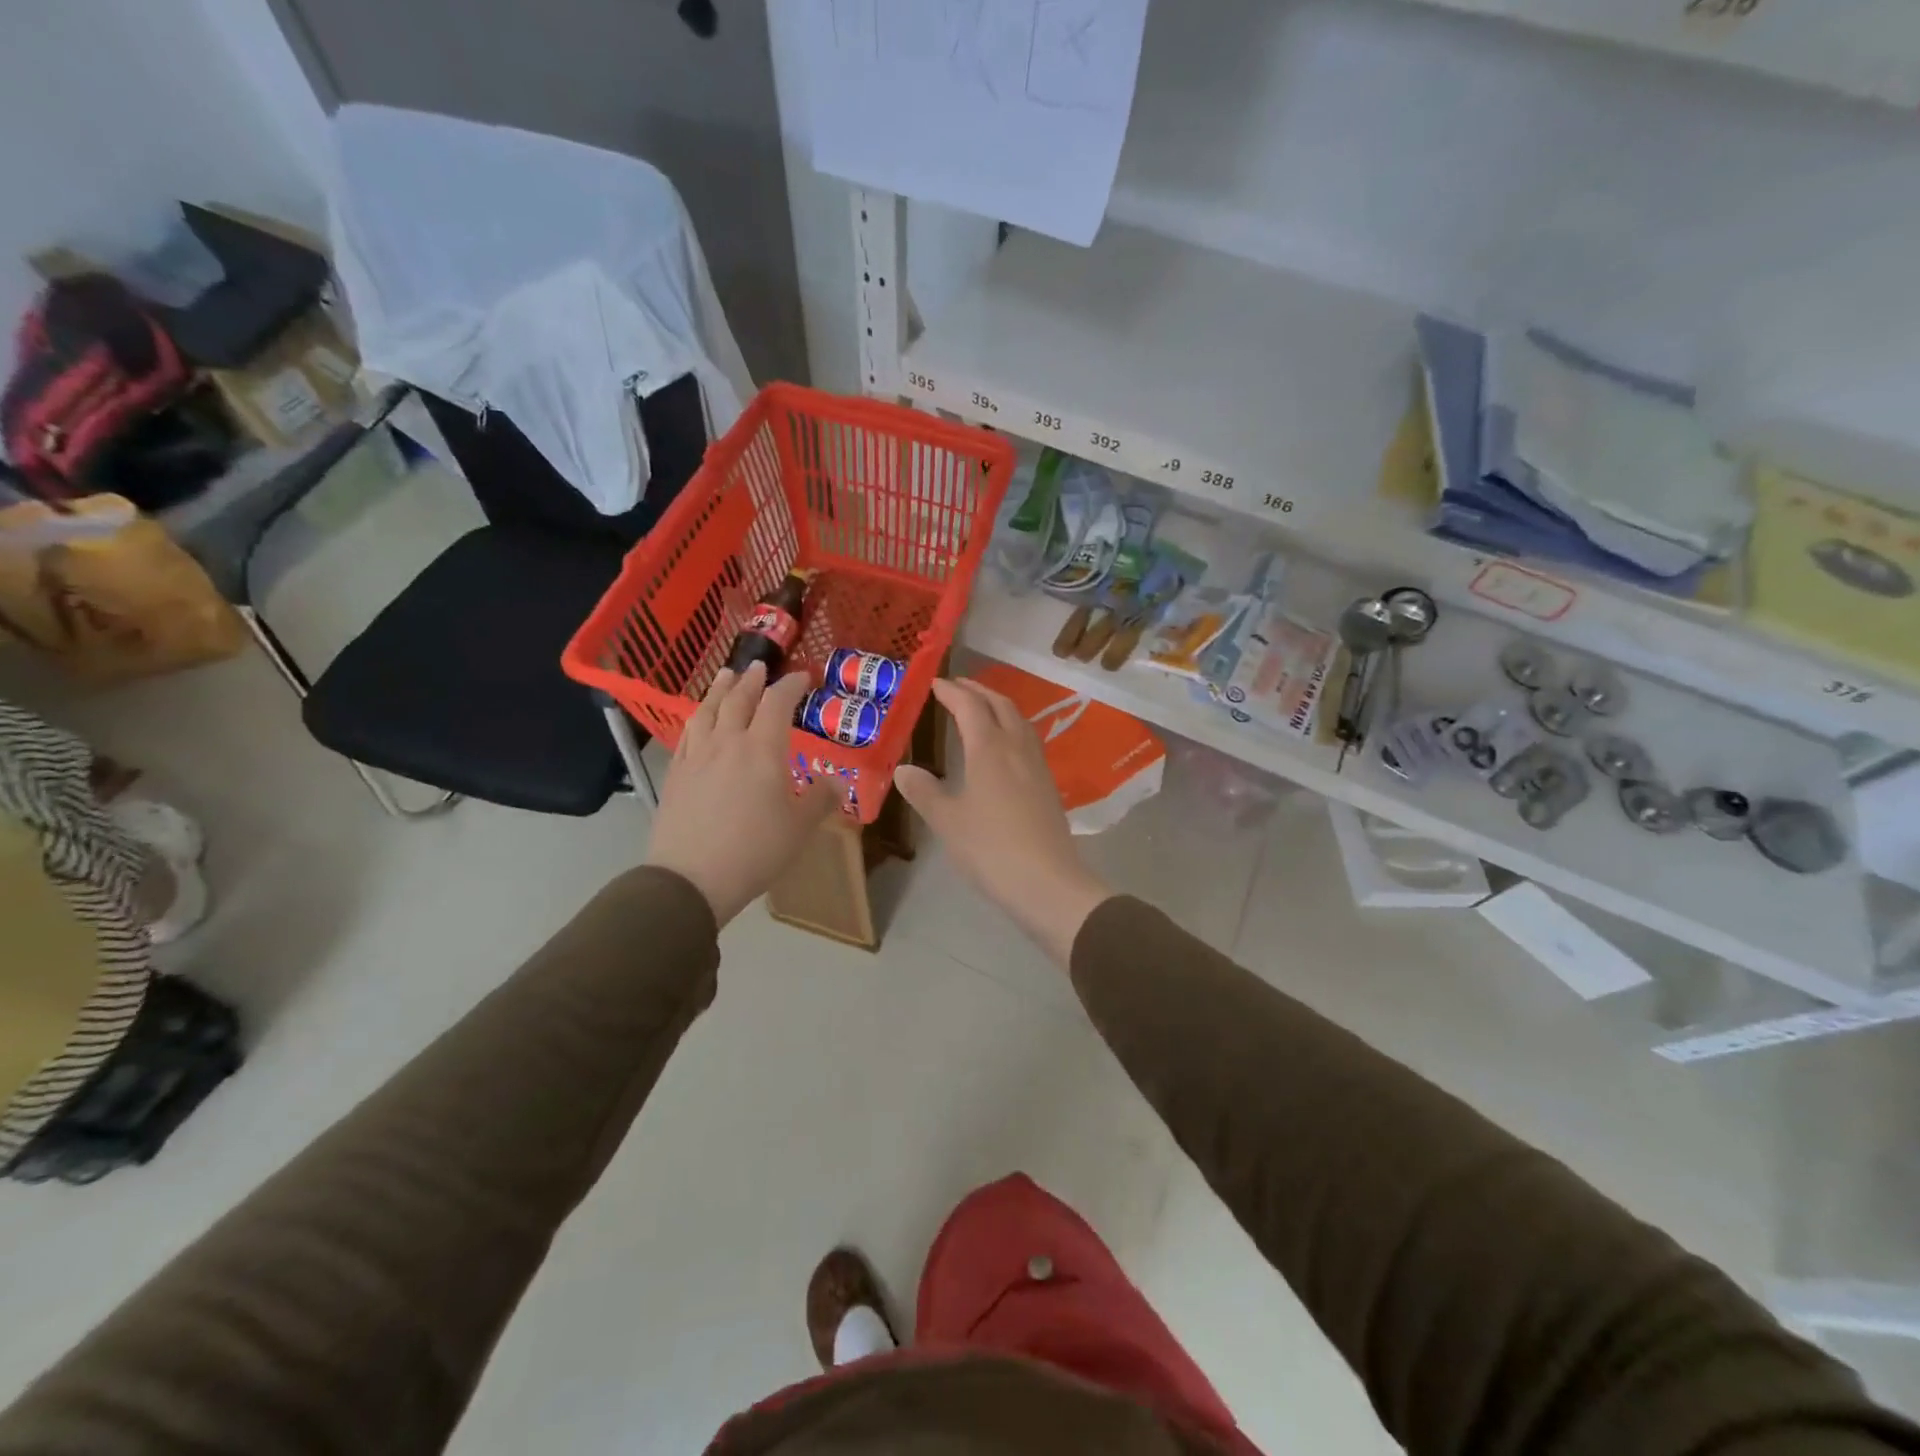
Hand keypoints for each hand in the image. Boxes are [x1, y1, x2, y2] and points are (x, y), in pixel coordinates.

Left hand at [645, 662, 840, 925]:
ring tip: (726, 676)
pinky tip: (698, 720)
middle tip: (759, 667)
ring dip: (719, 690)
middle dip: (752, 681)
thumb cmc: (755, 851)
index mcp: (762, 749)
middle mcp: (728, 743)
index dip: (791, 686)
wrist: (691, 878)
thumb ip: (821, 799)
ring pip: (707, 711)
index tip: (803, 677)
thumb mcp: (800, 828)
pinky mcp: (676, 775)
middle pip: (738, 699)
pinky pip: (687, 734)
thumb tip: (836, 780)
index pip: (777, 703)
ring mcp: (697, 757)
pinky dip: (697, 718)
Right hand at [893, 678, 1110, 967]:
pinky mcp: (1048, 785)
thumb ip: (924, 791)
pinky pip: (1028, 741)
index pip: (970, 706)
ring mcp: (1037, 766)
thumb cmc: (990, 848)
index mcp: (989, 748)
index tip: (934, 683)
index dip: (951, 691)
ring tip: (979, 709)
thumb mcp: (947, 821)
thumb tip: (903, 770)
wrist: (1047, 882)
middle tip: (956, 687)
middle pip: (1000, 705)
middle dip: (978, 691)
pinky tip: (1003, 748)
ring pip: (1019, 721)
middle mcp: (1016, 747)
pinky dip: (1011, 728)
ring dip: (998, 706)